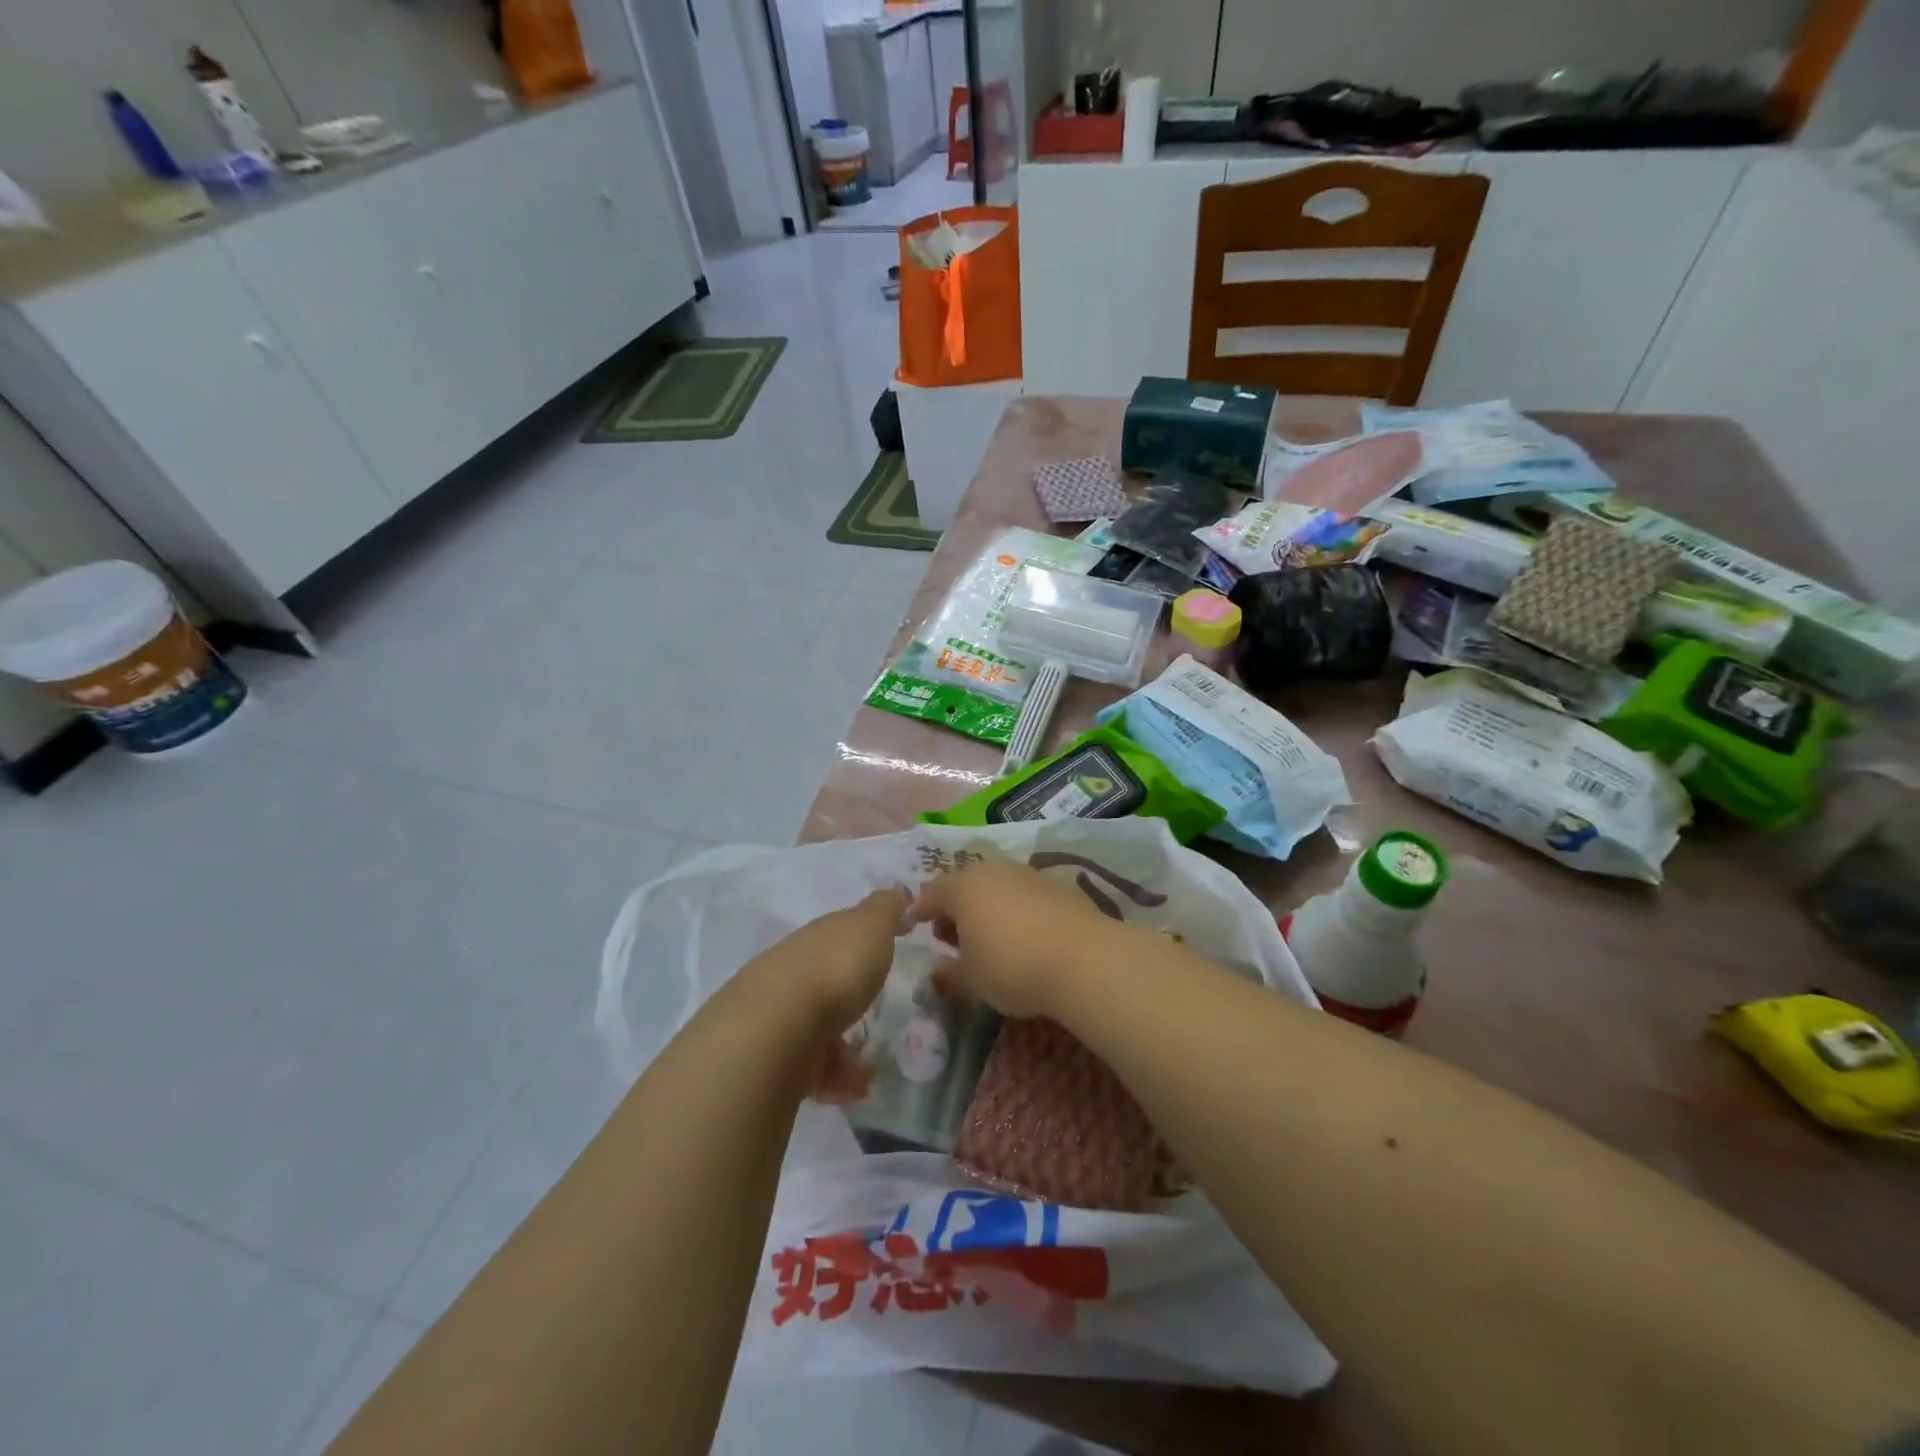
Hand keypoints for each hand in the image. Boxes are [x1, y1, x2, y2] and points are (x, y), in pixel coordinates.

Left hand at [743, 887, 906, 1103]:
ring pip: (813, 1026)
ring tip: (869, 1069)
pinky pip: (807, 1065)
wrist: (776, 1028)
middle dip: (848, 998)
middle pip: (822, 980)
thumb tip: (896, 889)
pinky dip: (832, 1076)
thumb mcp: (871, 926)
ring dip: (842, 1046)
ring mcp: (775, 1013)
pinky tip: (851, 1089)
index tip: (883, 956)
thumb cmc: (835, 969)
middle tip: (877, 1017)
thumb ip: (885, 909)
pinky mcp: (768, 1056)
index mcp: (816, 937)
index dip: (861, 943)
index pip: (838, 935)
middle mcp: (791, 969)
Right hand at [906, 861, 1118, 1018]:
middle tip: (949, 940)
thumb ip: (948, 976)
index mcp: (964, 887)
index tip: (911, 926)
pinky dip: (1013, 912)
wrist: (1084, 958)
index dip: (918, 911)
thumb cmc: (1012, 966)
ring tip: (986, 940)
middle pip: (964, 887)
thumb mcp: (971, 980)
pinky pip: (1022, 896)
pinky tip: (1020, 937)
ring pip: (995, 888)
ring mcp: (1028, 874)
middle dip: (952, 911)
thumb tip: (934, 976)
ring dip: (984, 910)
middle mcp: (993, 871)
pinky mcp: (1057, 886)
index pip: (931, 893)